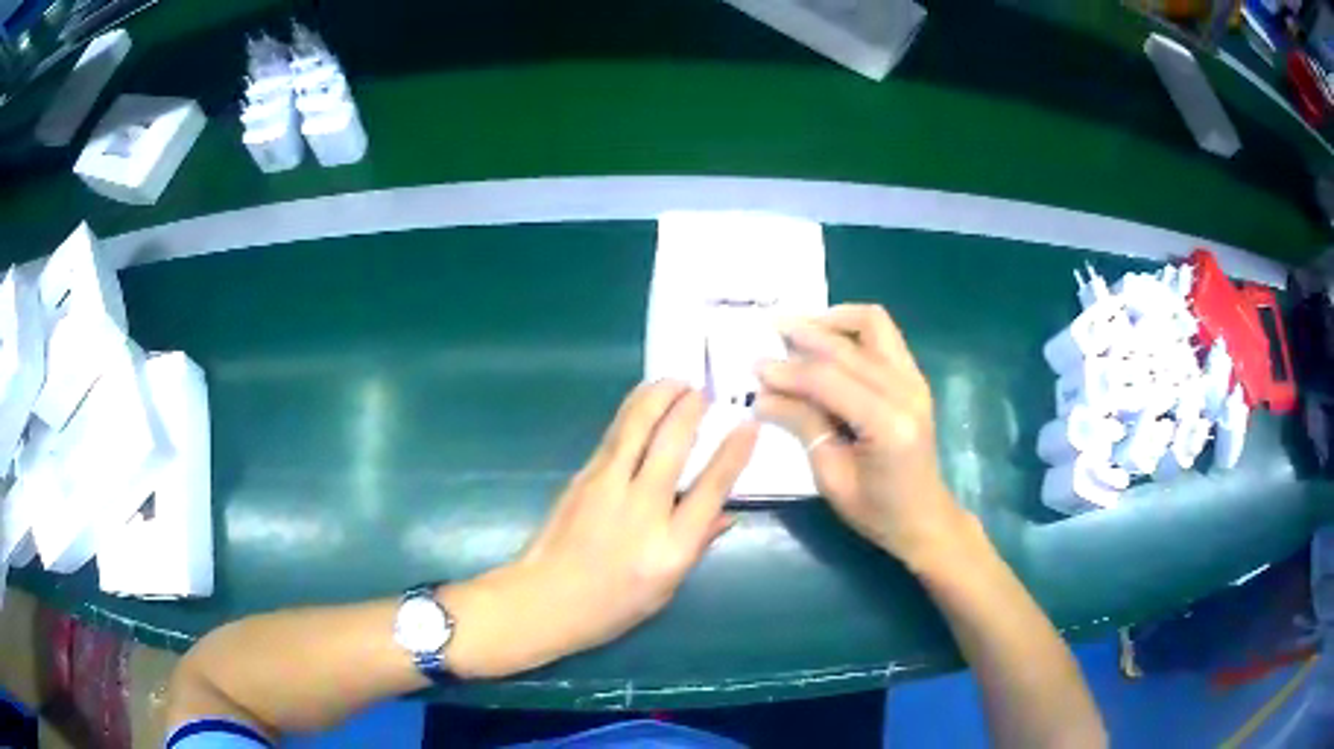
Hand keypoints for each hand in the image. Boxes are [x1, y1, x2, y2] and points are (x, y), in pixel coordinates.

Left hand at [443, 381, 757, 678]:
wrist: (543, 599)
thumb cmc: (610, 606)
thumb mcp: (666, 590)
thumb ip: (697, 545)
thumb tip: (727, 514)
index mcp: (670, 546)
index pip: (711, 489)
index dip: (733, 454)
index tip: (748, 425)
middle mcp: (642, 509)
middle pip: (672, 445)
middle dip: (692, 409)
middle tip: (706, 390)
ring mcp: (607, 487)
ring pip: (638, 427)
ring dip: (660, 397)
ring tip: (677, 380)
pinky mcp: (583, 476)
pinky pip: (616, 434)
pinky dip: (634, 410)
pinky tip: (644, 399)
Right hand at [756, 304, 965, 568]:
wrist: (923, 516)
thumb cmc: (876, 510)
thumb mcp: (831, 477)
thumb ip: (803, 426)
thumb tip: (762, 396)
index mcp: (888, 425)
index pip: (830, 381)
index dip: (789, 372)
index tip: (755, 368)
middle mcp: (907, 392)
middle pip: (848, 348)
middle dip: (803, 337)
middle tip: (768, 334)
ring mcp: (915, 380)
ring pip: (873, 323)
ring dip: (833, 320)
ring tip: (799, 329)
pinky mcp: (914, 376)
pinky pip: (882, 334)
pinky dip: (851, 329)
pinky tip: (826, 341)